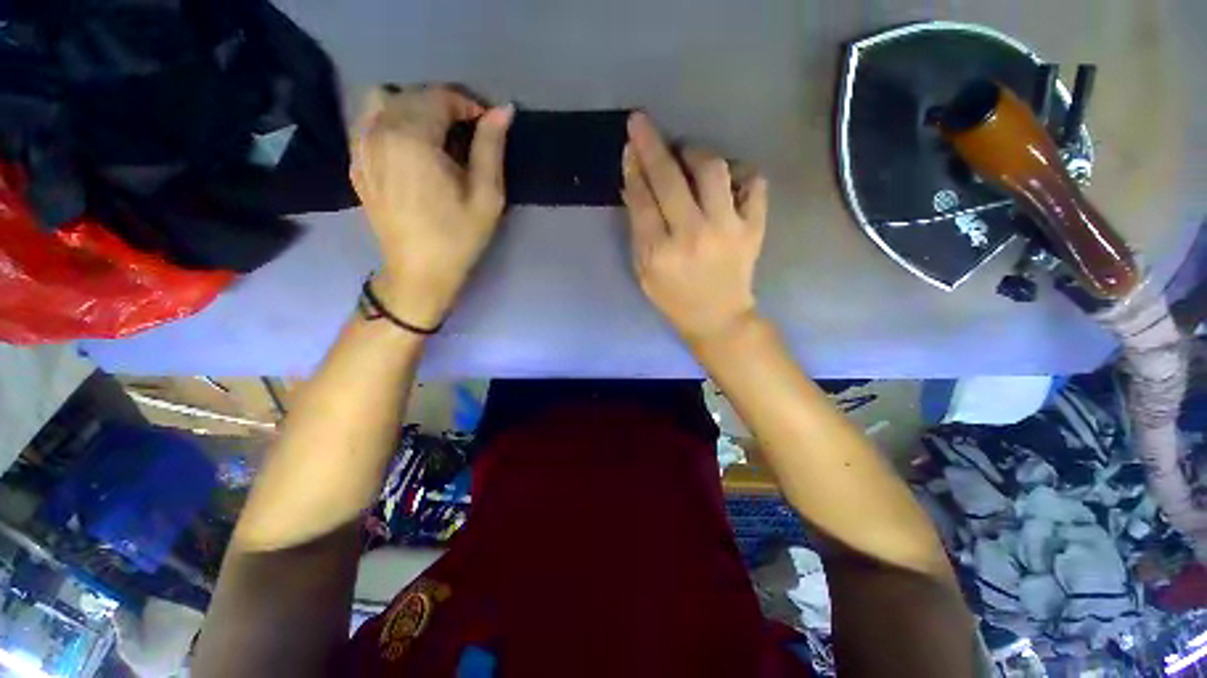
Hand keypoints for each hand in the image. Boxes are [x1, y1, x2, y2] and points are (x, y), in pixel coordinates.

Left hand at [351, 84, 513, 327]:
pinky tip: (411, 145)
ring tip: (437, 134)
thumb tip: (504, 110)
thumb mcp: (486, 197)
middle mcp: (378, 132)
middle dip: (445, 104)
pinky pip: (367, 121)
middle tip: (470, 131)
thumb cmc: (458, 238)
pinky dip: (391, 119)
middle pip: (412, 95)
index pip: (439, 97)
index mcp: (412, 139)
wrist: (419, 273)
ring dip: (414, 106)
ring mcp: (360, 146)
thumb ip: (491, 148)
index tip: (488, 124)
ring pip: (384, 100)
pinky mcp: (355, 162)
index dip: (469, 104)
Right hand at [621, 112, 768, 345]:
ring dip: (694, 153)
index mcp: (660, 253)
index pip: (642, 198)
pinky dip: (739, 171)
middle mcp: (693, 235)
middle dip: (651, 144)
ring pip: (712, 169)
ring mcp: (728, 229)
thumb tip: (635, 186)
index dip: (634, 167)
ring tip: (686, 155)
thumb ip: (639, 230)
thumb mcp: (644, 272)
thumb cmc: (674, 299)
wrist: (718, 318)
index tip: (630, 144)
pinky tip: (726, 177)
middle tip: (642, 123)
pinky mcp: (754, 227)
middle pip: (669, 178)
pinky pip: (753, 182)